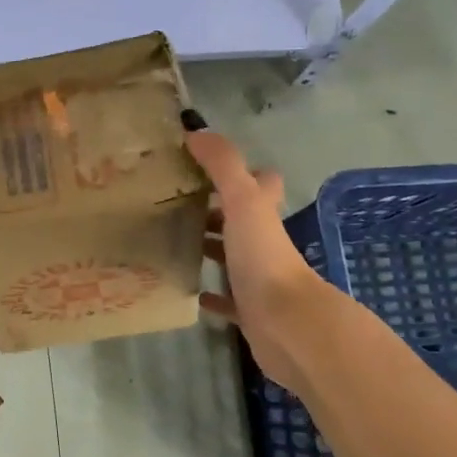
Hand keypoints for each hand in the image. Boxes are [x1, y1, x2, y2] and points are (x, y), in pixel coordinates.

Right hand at [186, 123, 334, 391]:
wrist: (287, 324)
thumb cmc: (264, 258)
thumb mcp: (243, 201)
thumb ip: (223, 165)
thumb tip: (196, 131)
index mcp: (264, 214)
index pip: (260, 182)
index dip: (238, 172)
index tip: (200, 166)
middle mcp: (264, 242)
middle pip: (241, 219)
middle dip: (213, 211)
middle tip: (172, 204)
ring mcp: (258, 278)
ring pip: (232, 256)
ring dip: (209, 248)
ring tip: (170, 241)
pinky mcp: (249, 311)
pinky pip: (226, 299)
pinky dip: (210, 294)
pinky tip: (187, 290)